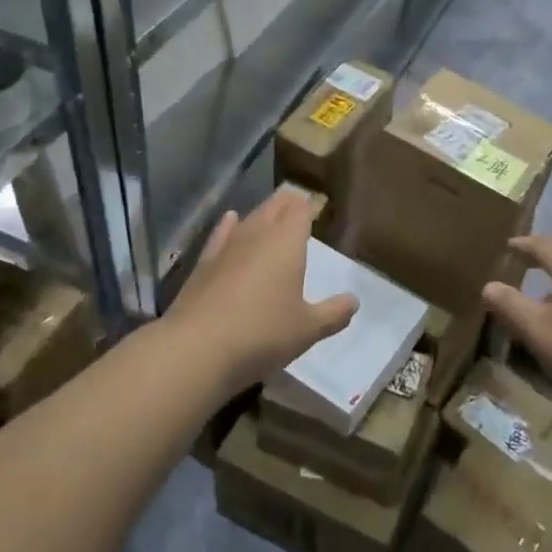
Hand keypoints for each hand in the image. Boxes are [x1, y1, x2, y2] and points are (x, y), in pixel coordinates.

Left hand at [167, 188, 357, 397]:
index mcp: (287, 242)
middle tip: (300, 203)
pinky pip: (221, 234)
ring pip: (249, 217)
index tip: (319, 204)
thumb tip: (354, 301)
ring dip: (263, 212)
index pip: (301, 210)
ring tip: (273, 212)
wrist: (197, 348)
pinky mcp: (204, 263)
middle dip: (289, 202)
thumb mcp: (307, 329)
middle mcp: (257, 234)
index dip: (311, 204)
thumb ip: (333, 313)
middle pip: (275, 206)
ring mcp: (227, 247)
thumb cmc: (262, 334)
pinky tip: (231, 219)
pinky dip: (230, 225)